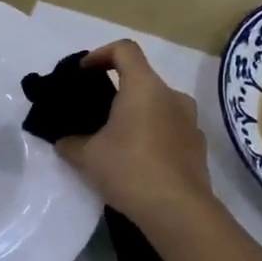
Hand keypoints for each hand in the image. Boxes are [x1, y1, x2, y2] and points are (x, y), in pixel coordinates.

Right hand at [54, 41, 214, 227]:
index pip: (124, 49)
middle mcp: (172, 96)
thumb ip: (70, 143)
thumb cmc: (130, 169)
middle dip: (117, 92)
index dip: (100, 54)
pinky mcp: (198, 146)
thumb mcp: (88, 157)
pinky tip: (139, 163)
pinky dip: (153, 136)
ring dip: (137, 116)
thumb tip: (63, 142)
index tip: (84, 73)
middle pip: (142, 79)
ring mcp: (190, 121)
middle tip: (95, 114)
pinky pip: (171, 130)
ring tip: (116, 142)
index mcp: (144, 87)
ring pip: (158, 106)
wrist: (179, 211)